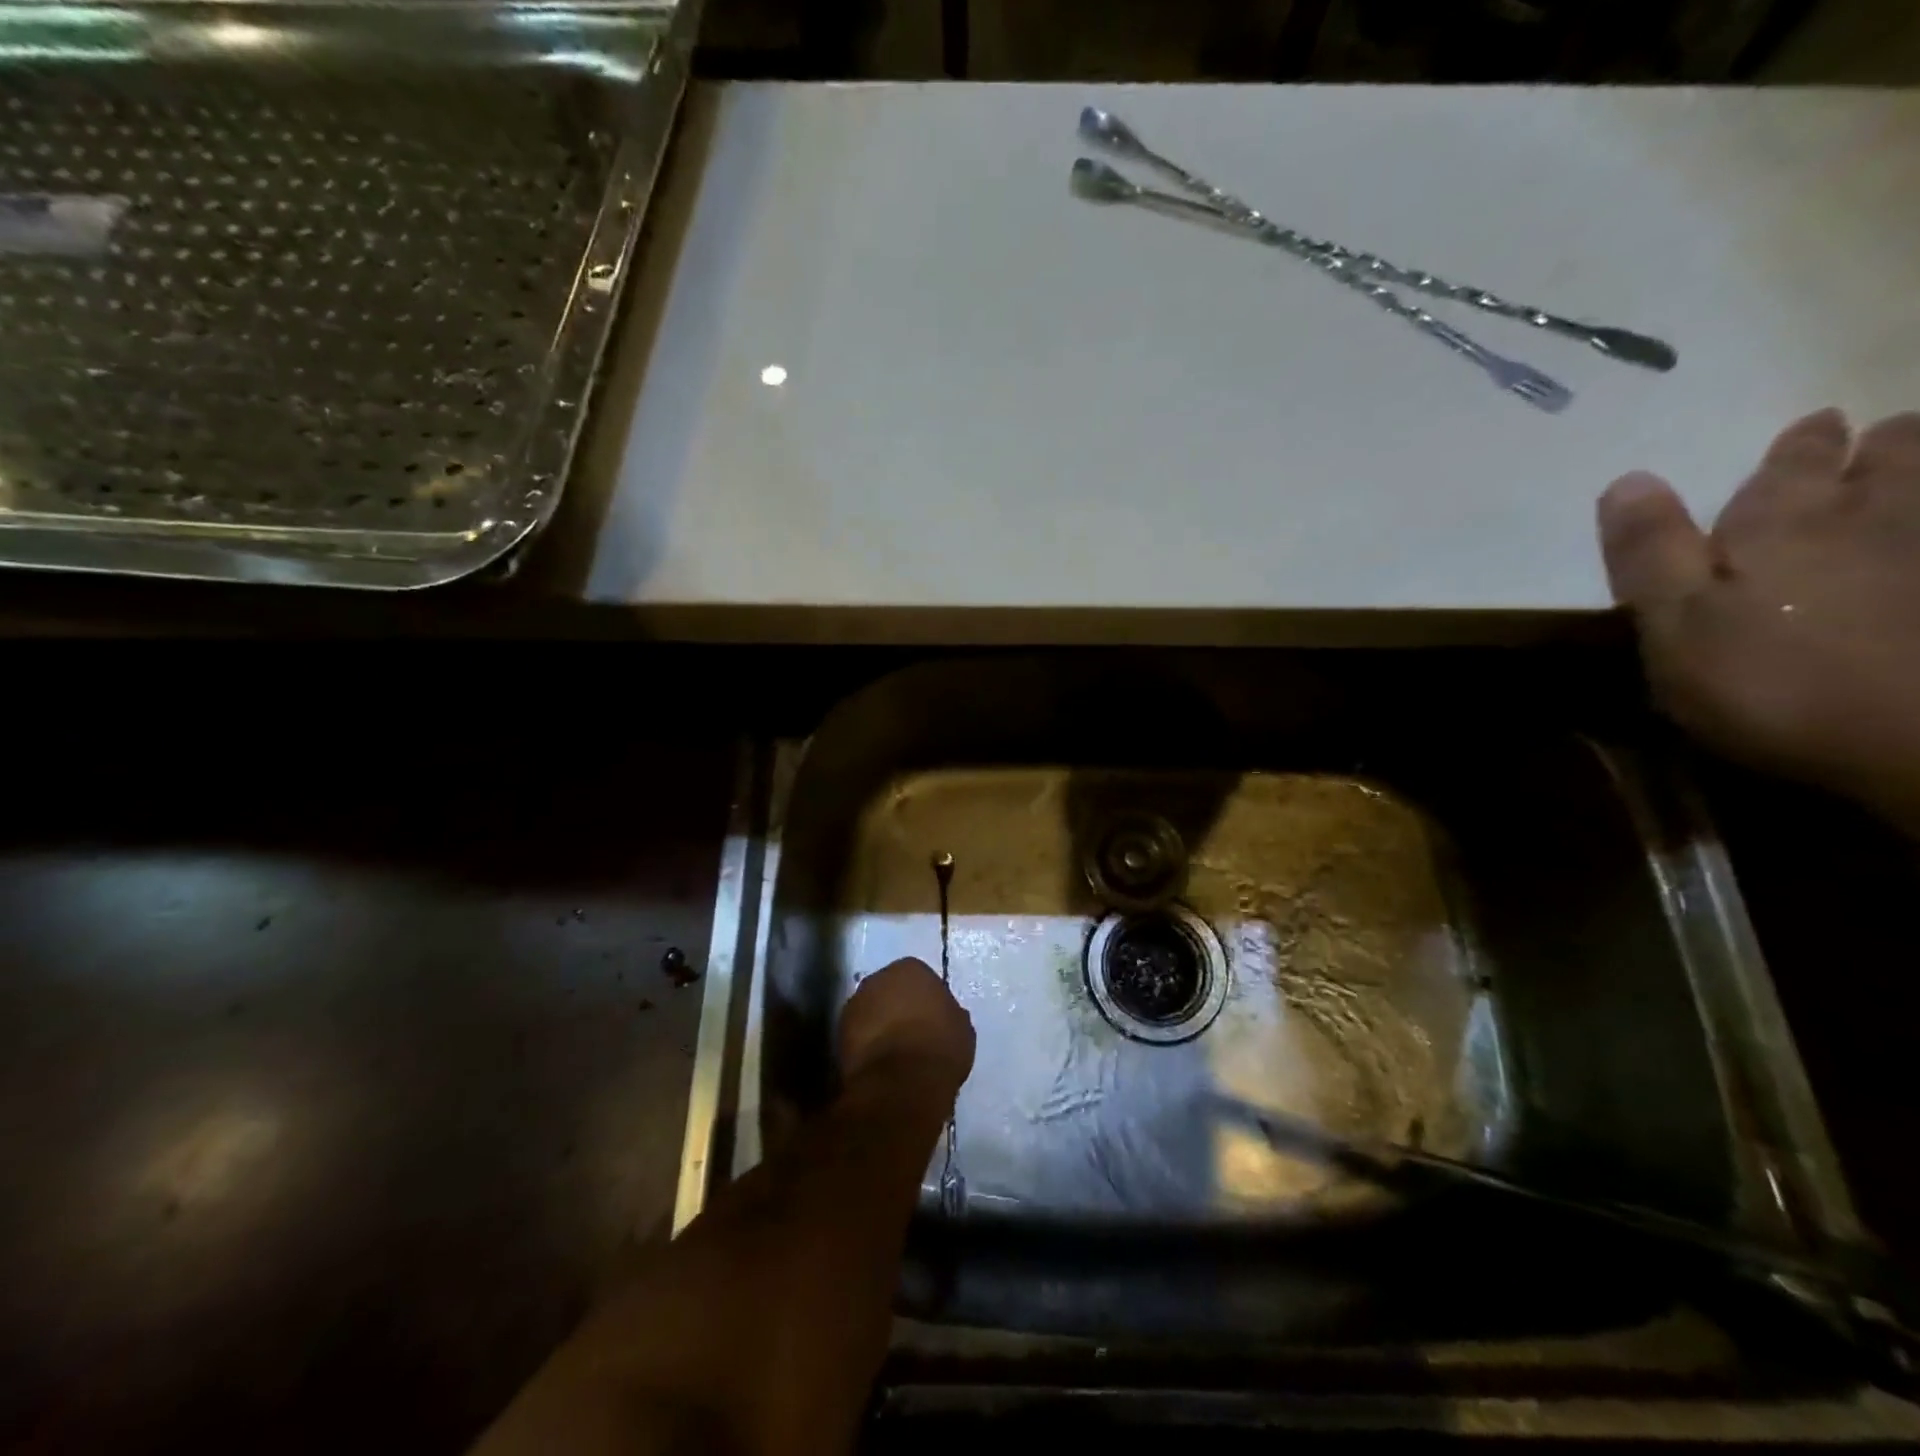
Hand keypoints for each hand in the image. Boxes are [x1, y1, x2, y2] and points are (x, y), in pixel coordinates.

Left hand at [838, 957, 974, 1095]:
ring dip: (879, 1025)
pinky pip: (858, 1034)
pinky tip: (880, 1064)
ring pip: (870, 1011)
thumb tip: (943, 1017)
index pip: (918, 977)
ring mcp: (855, 1003)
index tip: (931, 1019)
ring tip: (894, 1053)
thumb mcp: (961, 1028)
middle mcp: (878, 977)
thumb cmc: (940, 1047)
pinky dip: (866, 1045)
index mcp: (911, 968)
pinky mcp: (839, 1033)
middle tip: (911, 1033)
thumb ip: (948, 1014)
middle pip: (889, 990)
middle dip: (897, 1007)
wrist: (902, 1081)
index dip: (924, 999)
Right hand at [1598, 408, 1919, 830]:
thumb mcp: (1674, 623)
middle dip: (1882, 444)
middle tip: (1876, 440)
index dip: (1796, 447)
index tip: (1812, 428)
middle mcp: (1873, 514)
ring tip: (1912, 467)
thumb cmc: (1771, 682)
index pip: (1789, 463)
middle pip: (1894, 454)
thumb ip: (1649, 552)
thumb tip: (1627, 479)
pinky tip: (1919, 534)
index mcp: (1782, 522)